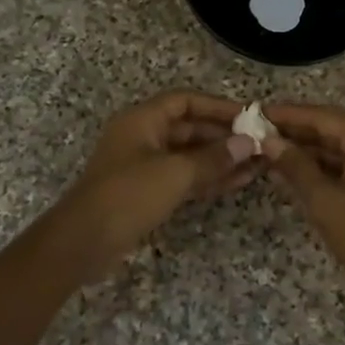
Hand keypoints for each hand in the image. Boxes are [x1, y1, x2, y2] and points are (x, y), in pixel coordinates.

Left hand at [46, 91, 262, 280]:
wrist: (84, 243)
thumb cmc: (128, 196)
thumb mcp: (175, 173)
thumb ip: (213, 157)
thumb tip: (248, 144)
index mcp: (142, 120)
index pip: (185, 101)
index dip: (217, 106)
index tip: (249, 116)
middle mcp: (143, 137)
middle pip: (190, 128)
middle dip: (224, 136)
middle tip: (260, 144)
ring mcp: (145, 166)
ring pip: (190, 155)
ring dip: (221, 159)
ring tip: (258, 164)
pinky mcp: (148, 192)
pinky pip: (185, 177)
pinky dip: (209, 178)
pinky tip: (238, 182)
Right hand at [262, 103, 344, 290]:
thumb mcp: (323, 200)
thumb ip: (295, 166)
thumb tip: (269, 142)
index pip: (321, 116)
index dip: (287, 114)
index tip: (256, 113)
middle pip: (330, 128)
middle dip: (294, 132)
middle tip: (256, 133)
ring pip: (336, 148)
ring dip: (304, 151)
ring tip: (267, 153)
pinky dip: (319, 168)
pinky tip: (291, 174)